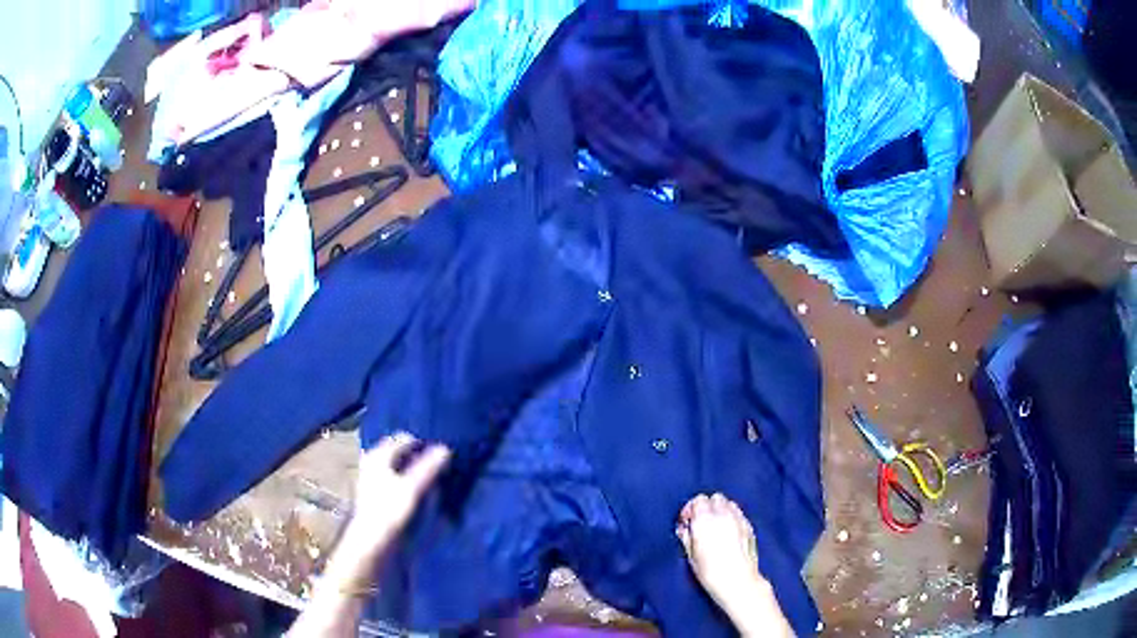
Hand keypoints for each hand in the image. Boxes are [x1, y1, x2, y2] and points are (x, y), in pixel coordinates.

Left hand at [345, 432, 450, 554]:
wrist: (372, 541)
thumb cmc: (390, 511)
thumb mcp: (413, 488)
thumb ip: (428, 468)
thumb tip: (445, 449)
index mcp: (378, 455)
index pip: (404, 439)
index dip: (423, 444)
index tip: (441, 453)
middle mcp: (372, 462)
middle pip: (398, 452)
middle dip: (417, 455)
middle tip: (438, 464)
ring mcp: (371, 478)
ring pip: (396, 466)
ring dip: (413, 469)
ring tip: (432, 479)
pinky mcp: (375, 495)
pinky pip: (394, 480)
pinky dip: (406, 481)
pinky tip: (418, 493)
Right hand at [677, 493, 791, 636]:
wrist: (738, 581)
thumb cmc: (710, 572)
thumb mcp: (691, 556)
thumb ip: (686, 537)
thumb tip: (684, 528)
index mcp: (705, 520)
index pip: (698, 500)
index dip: (691, 509)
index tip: (687, 522)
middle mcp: (723, 515)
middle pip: (715, 497)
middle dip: (707, 507)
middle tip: (701, 522)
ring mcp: (739, 519)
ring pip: (729, 503)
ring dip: (720, 510)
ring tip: (716, 525)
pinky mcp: (749, 526)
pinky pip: (738, 513)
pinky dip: (732, 516)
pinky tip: (728, 531)